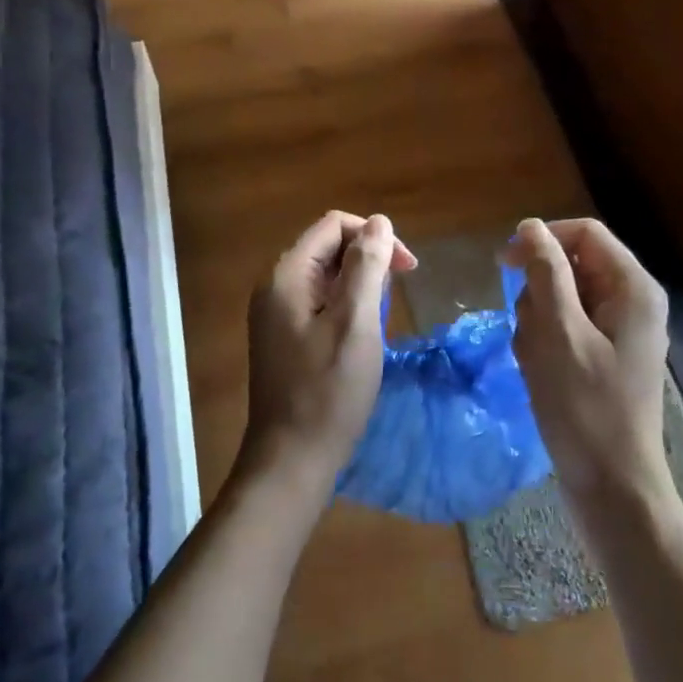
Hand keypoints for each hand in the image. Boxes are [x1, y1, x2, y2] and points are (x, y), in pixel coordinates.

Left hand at [243, 211, 417, 494]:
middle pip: (327, 247)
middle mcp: (275, 286)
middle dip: (368, 258)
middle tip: (398, 291)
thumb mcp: (356, 323)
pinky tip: (362, 331)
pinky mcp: (283, 336)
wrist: (291, 459)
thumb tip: (378, 222)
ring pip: (325, 275)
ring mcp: (275, 313)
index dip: (374, 236)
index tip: (407, 268)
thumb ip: (366, 267)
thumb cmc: (328, 391)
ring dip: (359, 282)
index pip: (333, 225)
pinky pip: (318, 301)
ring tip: (382, 314)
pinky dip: (345, 304)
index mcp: (287, 275)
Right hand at [503, 218, 670, 508]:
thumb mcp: (559, 334)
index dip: (542, 240)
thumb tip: (530, 227)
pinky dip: (545, 344)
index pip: (584, 234)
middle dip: (538, 293)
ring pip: (561, 299)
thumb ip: (546, 274)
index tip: (504, 264)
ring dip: (537, 323)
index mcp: (632, 288)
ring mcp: (618, 332)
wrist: (613, 489)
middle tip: (529, 333)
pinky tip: (540, 374)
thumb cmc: (586, 409)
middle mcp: (631, 302)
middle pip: (571, 266)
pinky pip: (565, 329)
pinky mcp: (603, 357)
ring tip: (536, 361)